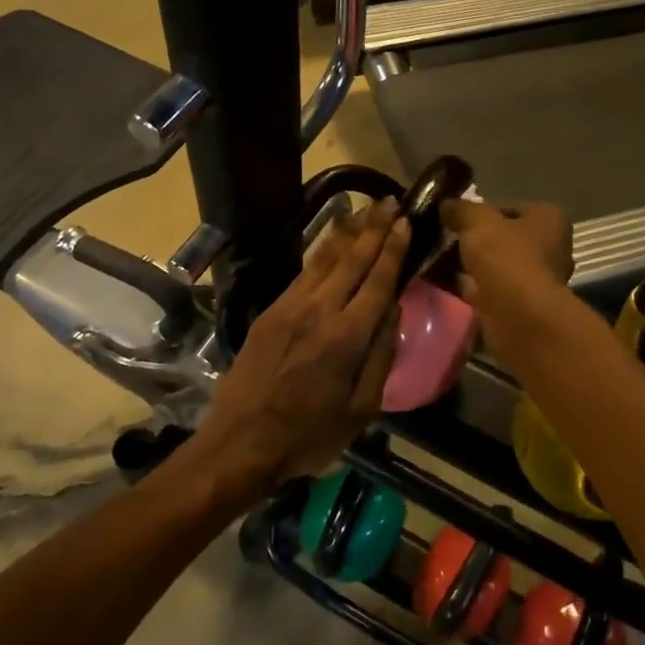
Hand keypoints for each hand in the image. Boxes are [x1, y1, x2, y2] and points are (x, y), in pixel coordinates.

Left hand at [196, 198, 410, 504]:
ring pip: (323, 260)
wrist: (239, 444)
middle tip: (389, 201)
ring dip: (346, 232)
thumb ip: (381, 357)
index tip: (405, 221)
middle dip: (373, 228)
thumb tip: (394, 311)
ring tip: (362, 209)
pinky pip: (303, 273)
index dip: (393, 249)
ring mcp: (289, 307)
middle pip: (351, 259)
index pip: (377, 280)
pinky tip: (330, 242)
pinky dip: (321, 252)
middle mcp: (319, 311)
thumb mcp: (361, 410)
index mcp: (347, 337)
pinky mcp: (269, 313)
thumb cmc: (308, 436)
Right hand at [440, 198, 573, 359]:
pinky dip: (469, 286)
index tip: (456, 218)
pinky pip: (488, 289)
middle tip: (444, 239)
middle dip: (475, 240)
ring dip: (470, 265)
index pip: (511, 208)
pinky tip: (442, 283)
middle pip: (504, 238)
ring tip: (436, 260)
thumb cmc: (506, 257)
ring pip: (495, 266)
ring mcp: (536, 280)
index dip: (482, 211)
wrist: (517, 315)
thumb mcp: (479, 222)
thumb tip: (446, 204)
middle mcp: (550, 248)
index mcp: (549, 220)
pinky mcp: (520, 306)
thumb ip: (462, 209)